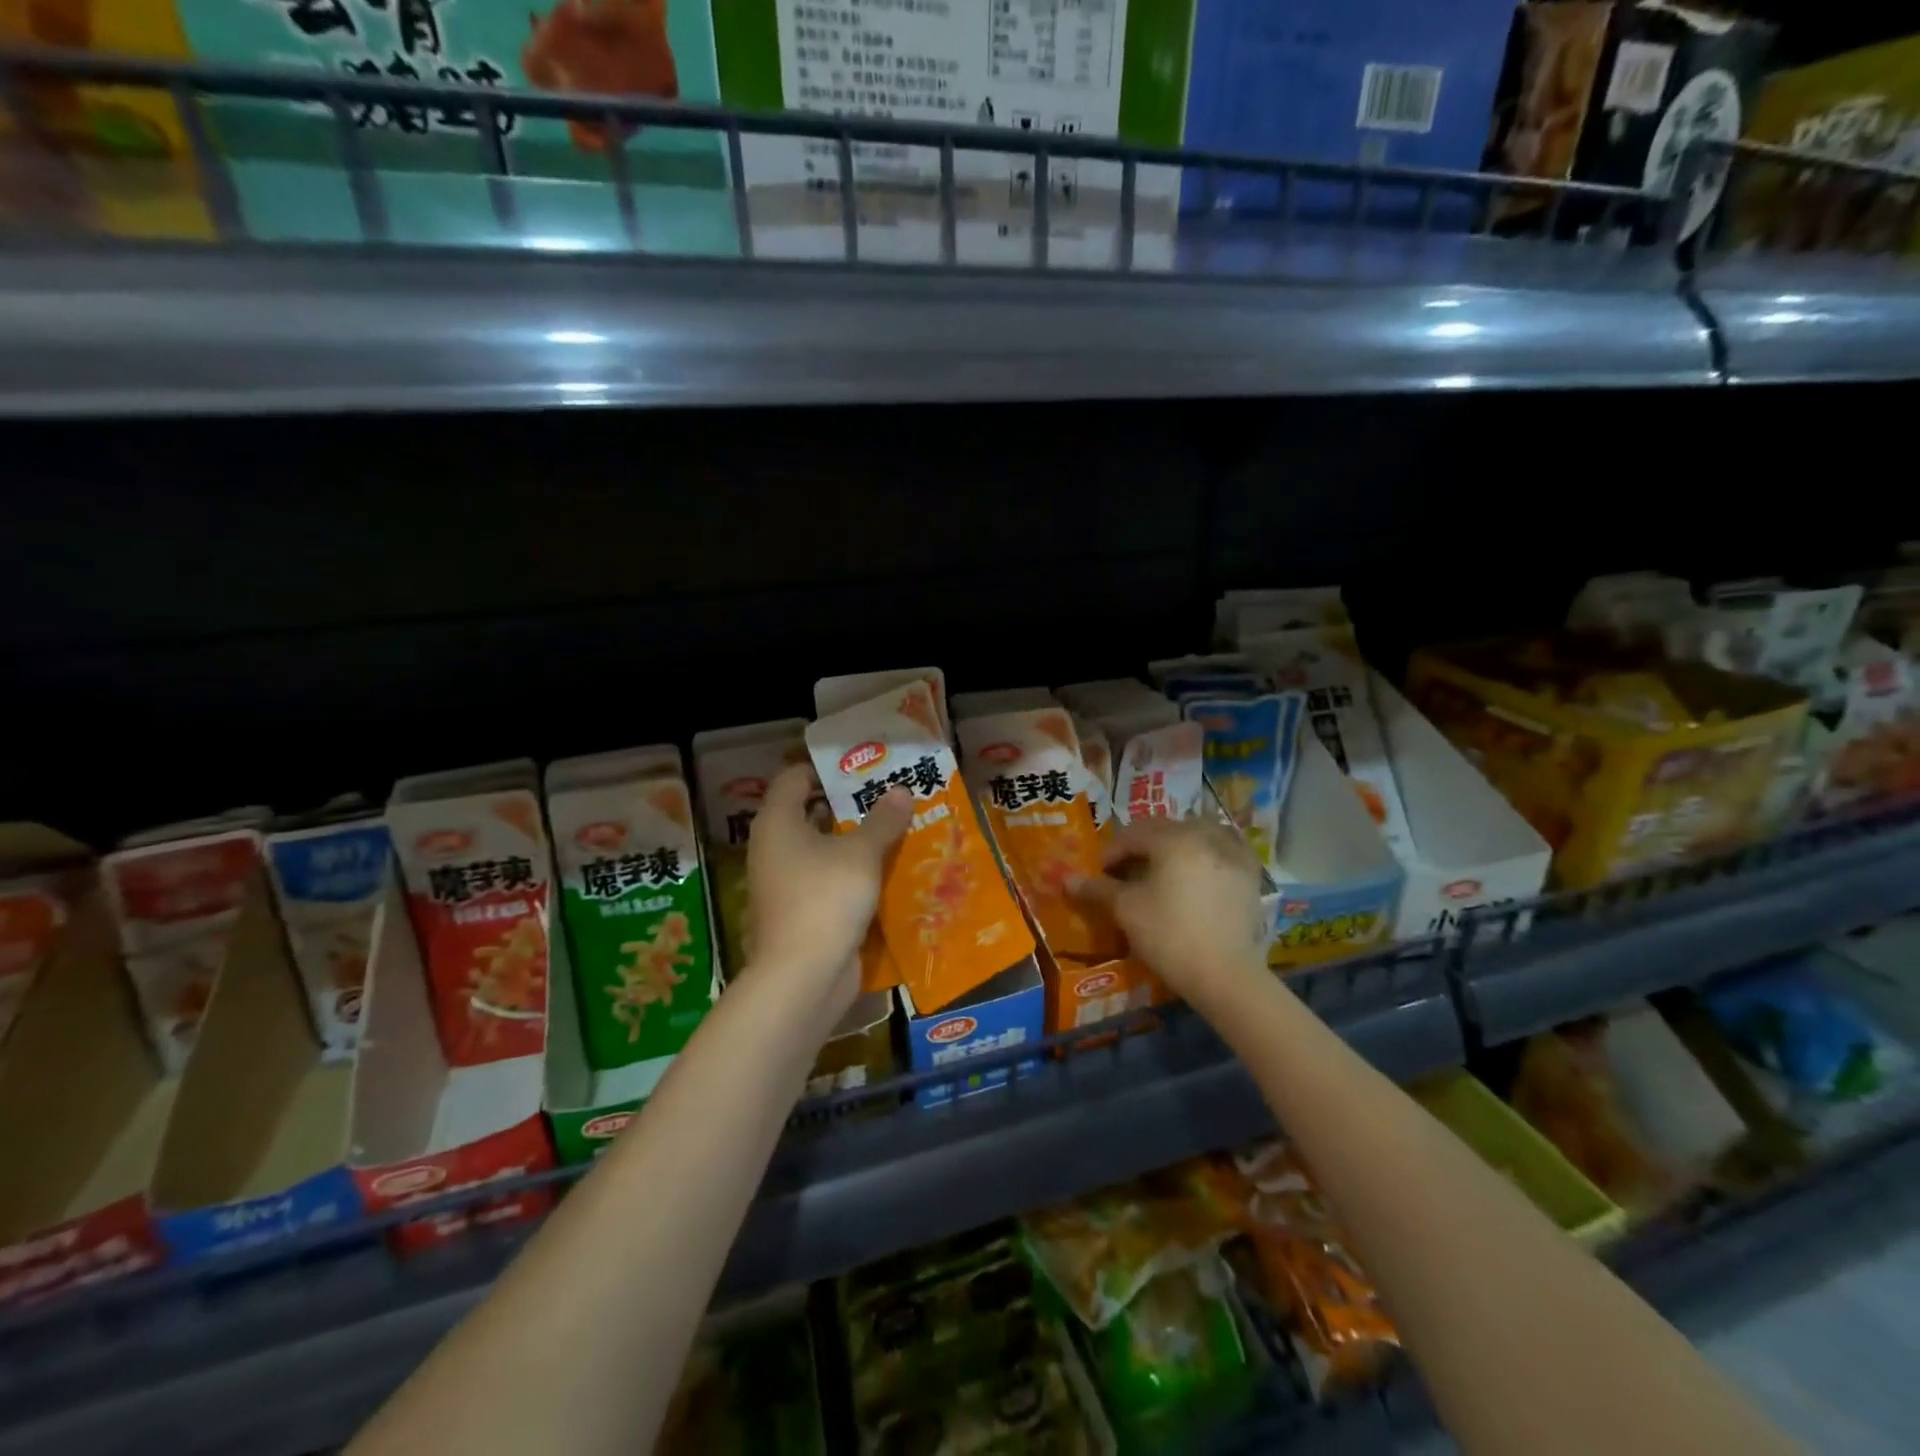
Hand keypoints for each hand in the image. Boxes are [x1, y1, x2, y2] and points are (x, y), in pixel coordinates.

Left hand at [744, 763, 912, 1008]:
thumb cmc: (825, 898)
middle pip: (810, 814)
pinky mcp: (799, 913)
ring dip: (855, 844)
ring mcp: (784, 884)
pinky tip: (887, 874)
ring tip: (896, 832)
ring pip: (822, 852)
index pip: (794, 778)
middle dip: (849, 807)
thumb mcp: (862, 854)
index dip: (825, 769)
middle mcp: (774, 848)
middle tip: (889, 797)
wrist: (801, 977)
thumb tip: (900, 789)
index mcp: (778, 822)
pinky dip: (852, 876)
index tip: (863, 768)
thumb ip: (882, 820)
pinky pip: (828, 882)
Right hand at [1070, 818, 1269, 1006]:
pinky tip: (1199, 870)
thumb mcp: (1126, 910)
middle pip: (1165, 829)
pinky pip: (1224, 849)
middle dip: (1142, 845)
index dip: (1112, 852)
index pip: (1133, 834)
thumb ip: (1098, 889)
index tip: (1100, 873)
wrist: (1226, 975)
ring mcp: (1233, 853)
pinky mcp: (1250, 875)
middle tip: (1126, 871)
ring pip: (1197, 833)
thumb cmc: (1169, 936)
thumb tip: (1067, 880)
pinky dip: (1207, 852)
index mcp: (1173, 839)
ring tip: (1162, 868)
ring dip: (1175, 843)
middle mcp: (1205, 836)